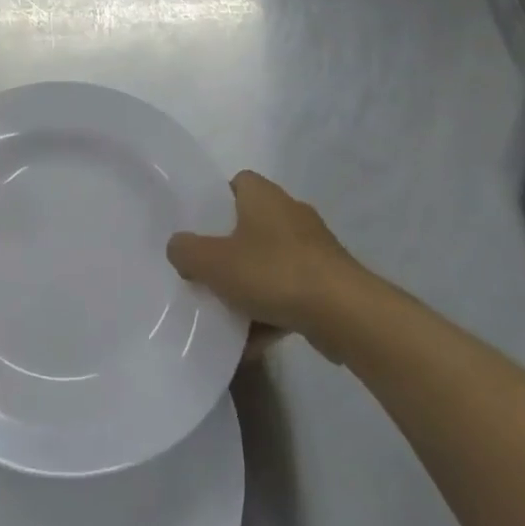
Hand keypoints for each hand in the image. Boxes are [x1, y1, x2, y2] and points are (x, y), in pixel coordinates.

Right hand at [168, 171, 371, 345]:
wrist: (346, 314)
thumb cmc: (274, 273)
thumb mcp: (213, 262)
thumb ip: (186, 251)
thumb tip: (178, 247)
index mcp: (263, 196)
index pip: (236, 183)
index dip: (215, 202)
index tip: (199, 228)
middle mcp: (291, 214)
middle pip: (250, 225)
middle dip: (229, 250)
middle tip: (206, 271)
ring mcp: (314, 249)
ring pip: (270, 262)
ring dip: (250, 286)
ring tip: (225, 313)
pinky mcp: (329, 283)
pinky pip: (290, 293)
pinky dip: (272, 312)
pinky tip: (251, 342)